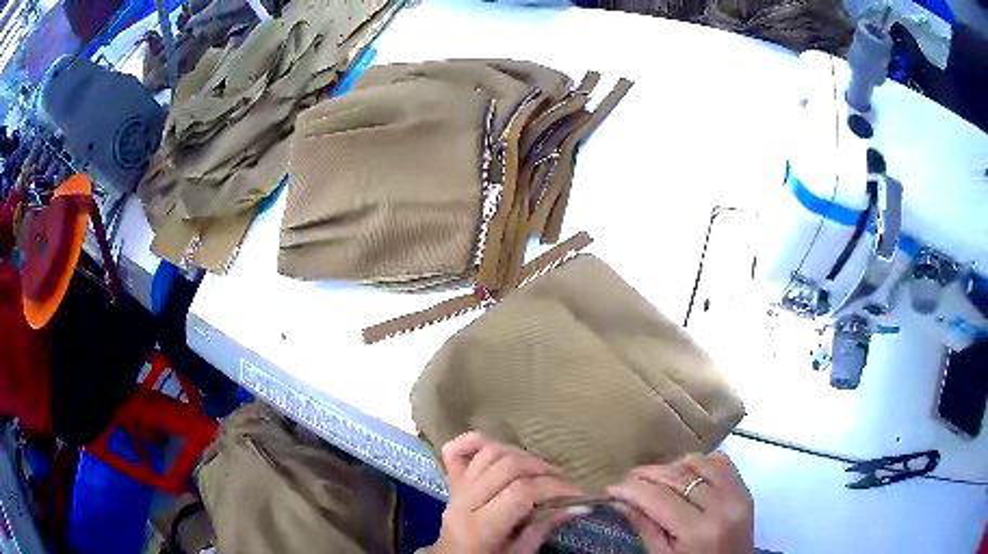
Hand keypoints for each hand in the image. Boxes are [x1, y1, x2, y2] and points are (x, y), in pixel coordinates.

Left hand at [433, 432, 583, 553]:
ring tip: (540, 469)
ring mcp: (454, 490)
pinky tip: (499, 446)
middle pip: (506, 467)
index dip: (554, 488)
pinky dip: (475, 441)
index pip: (521, 493)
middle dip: (542, 469)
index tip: (578, 492)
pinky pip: (455, 452)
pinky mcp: (451, 484)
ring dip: (520, 455)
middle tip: (563, 480)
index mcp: (480, 527)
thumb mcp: (520, 553)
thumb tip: (579, 506)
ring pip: (488, 453)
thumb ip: (545, 528)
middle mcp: (463, 503)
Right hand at [606, 453, 753, 553]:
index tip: (610, 488)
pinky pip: (722, 463)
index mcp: (698, 531)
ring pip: (701, 463)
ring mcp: (738, 496)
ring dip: (674, 467)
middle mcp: (722, 507)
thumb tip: (621, 500)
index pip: (659, 498)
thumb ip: (645, 526)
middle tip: (626, 480)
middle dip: (648, 475)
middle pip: (679, 477)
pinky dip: (701, 464)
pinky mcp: (746, 491)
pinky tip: (686, 475)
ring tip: (656, 480)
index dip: (631, 490)